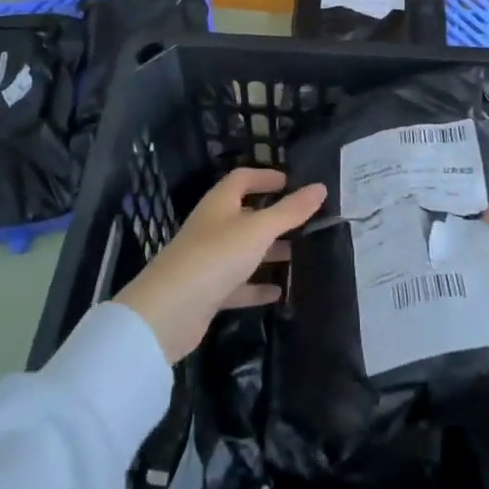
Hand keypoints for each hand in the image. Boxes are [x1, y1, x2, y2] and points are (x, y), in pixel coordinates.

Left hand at [115, 168, 326, 364]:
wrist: (168, 312)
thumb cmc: (215, 256)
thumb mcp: (258, 230)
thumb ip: (290, 211)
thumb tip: (320, 187)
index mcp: (220, 203)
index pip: (243, 179)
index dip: (266, 177)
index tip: (292, 182)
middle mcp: (213, 226)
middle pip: (246, 214)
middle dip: (274, 217)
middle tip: (306, 222)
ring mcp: (209, 260)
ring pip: (244, 250)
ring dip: (269, 252)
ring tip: (300, 256)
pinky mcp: (208, 291)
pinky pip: (239, 284)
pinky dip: (257, 286)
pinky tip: (279, 293)